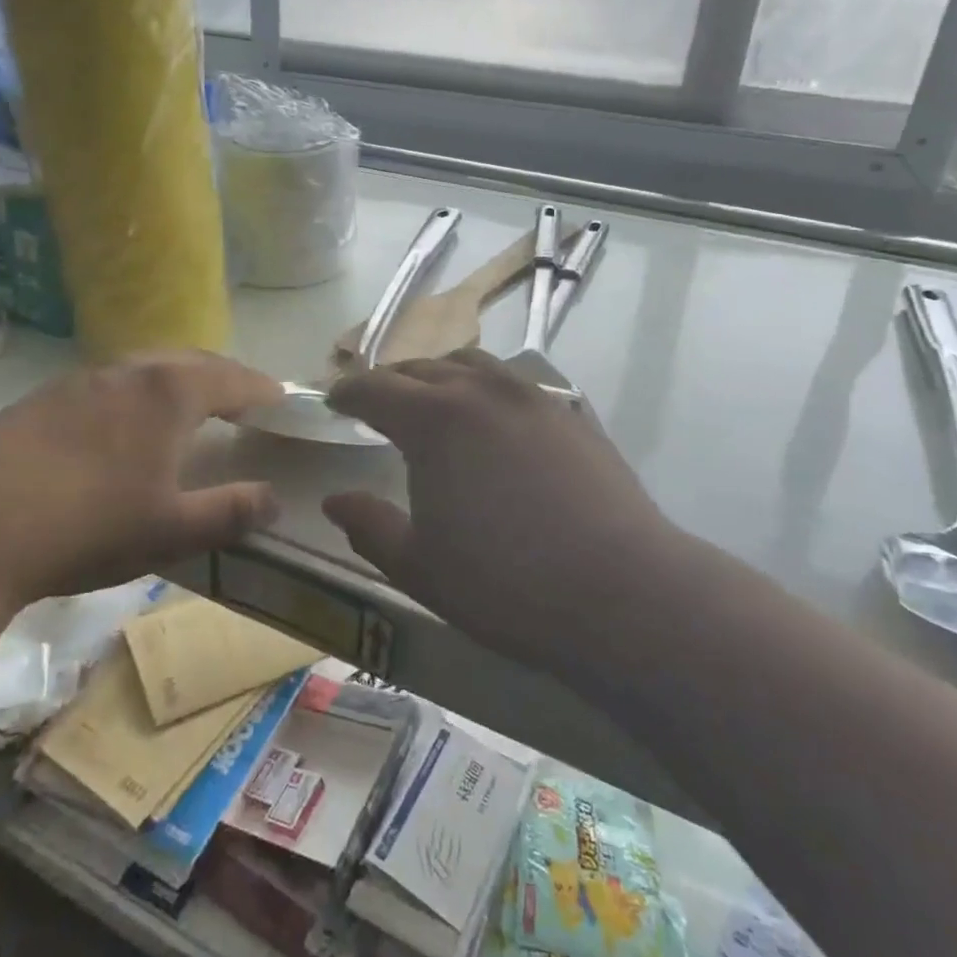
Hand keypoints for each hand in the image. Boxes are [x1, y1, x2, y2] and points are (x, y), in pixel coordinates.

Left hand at [0, 351, 282, 608]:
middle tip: (242, 398)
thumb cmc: (88, 525)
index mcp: (170, 393)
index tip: (282, 398)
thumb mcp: (171, 530)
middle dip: (223, 376)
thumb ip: (230, 511)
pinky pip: (109, 382)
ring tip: (188, 406)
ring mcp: (80, 380)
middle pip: (191, 361)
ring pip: (146, 366)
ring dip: (177, 379)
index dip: (262, 390)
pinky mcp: (42, 399)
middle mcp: (128, 371)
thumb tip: (274, 499)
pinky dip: (137, 392)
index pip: (233, 379)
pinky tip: (122, 424)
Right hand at [322, 350, 675, 673]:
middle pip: (422, 368)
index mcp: (433, 419)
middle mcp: (480, 390)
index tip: (334, 401)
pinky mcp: (571, 413)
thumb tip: (334, 500)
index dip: (348, 391)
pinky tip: (494, 423)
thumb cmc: (505, 584)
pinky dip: (486, 390)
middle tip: (377, 403)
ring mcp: (532, 397)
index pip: (375, 387)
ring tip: (434, 403)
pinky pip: (514, 384)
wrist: (622, 592)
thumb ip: (369, 527)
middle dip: (392, 382)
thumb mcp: (419, 566)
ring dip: (441, 377)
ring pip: (473, 364)